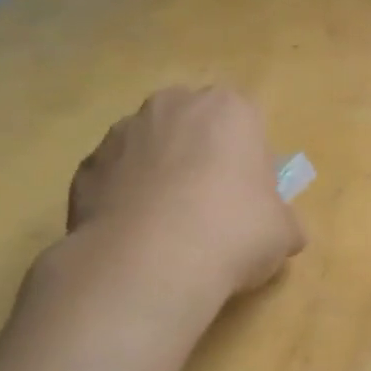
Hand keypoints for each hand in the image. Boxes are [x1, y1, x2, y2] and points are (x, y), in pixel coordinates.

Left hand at [65, 86, 304, 300]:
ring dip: (160, 175)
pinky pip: (116, 178)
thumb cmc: (234, 232)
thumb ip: (283, 221)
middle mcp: (172, 106)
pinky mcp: (85, 167)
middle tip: (212, 208)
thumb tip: (285, 232)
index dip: (251, 162)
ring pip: (151, 149)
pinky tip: (137, 237)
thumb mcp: (283, 233)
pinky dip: (125, 199)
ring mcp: (122, 133)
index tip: (251, 198)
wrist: (149, 263)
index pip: (247, 124)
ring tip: (170, 228)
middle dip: (201, 157)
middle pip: (194, 127)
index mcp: (229, 109)